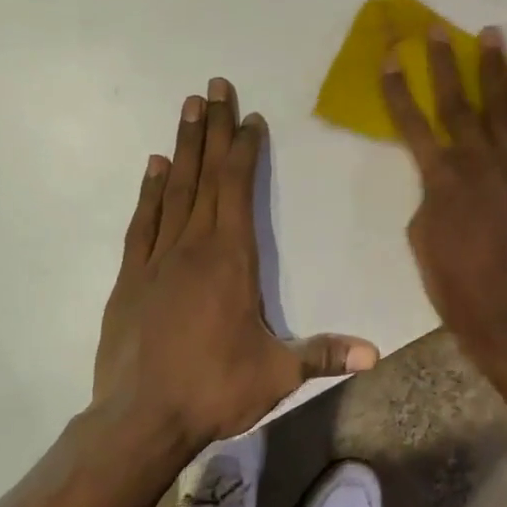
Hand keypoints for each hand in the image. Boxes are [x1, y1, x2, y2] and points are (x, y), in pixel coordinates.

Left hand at [94, 78, 378, 447]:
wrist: (139, 421)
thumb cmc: (214, 389)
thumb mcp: (278, 374)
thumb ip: (324, 355)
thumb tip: (376, 353)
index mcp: (232, 258)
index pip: (239, 187)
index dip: (244, 149)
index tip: (249, 117)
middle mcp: (194, 245)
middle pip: (206, 174)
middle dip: (212, 127)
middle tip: (212, 86)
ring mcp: (157, 258)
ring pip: (174, 189)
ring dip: (183, 146)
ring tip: (187, 107)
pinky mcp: (130, 277)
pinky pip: (142, 222)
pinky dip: (149, 190)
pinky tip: (154, 166)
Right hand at [382, 26, 506, 371]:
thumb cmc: (459, 287)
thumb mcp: (422, 241)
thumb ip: (430, 198)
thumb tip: (442, 180)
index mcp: (441, 179)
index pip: (412, 124)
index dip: (397, 89)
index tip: (390, 57)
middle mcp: (478, 161)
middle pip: (457, 102)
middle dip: (445, 63)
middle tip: (438, 29)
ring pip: (502, 106)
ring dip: (495, 68)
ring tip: (492, 35)